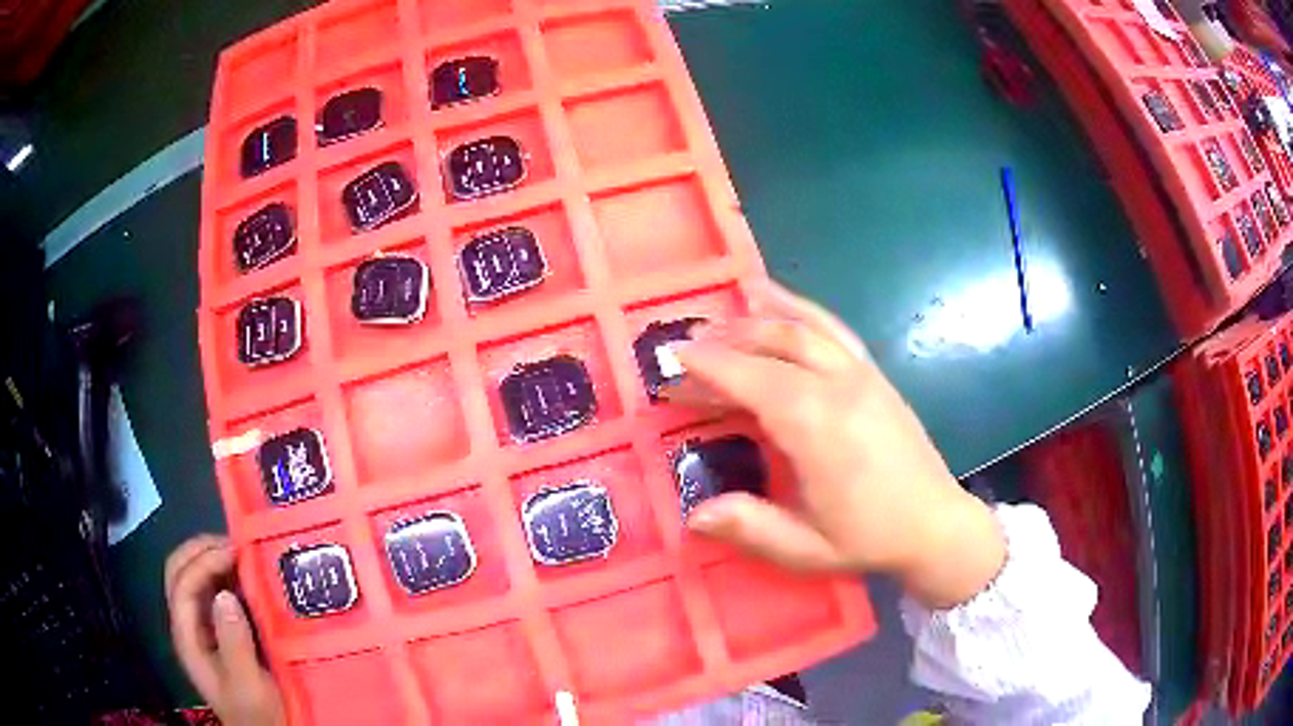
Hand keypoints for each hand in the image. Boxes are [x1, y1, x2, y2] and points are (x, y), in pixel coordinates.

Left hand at [165, 535, 284, 725]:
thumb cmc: (258, 715)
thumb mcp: (248, 686)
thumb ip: (234, 643)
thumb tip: (225, 595)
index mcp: (188, 638)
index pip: (183, 585)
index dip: (204, 561)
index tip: (237, 552)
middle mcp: (189, 626)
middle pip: (180, 571)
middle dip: (202, 550)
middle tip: (236, 544)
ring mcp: (203, 627)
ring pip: (196, 577)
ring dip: (215, 559)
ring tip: (244, 554)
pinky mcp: (220, 631)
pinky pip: (215, 591)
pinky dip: (228, 576)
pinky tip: (248, 577)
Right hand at [667, 280, 1005, 608]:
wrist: (936, 524)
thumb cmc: (870, 539)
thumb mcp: (807, 548)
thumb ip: (750, 528)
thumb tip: (694, 514)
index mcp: (818, 427)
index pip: (752, 380)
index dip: (708, 364)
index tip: (672, 356)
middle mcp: (839, 387)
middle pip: (773, 345)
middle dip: (725, 340)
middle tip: (686, 344)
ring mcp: (862, 375)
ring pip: (803, 329)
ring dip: (759, 317)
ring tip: (723, 312)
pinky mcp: (875, 375)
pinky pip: (834, 329)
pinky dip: (802, 308)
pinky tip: (780, 300)